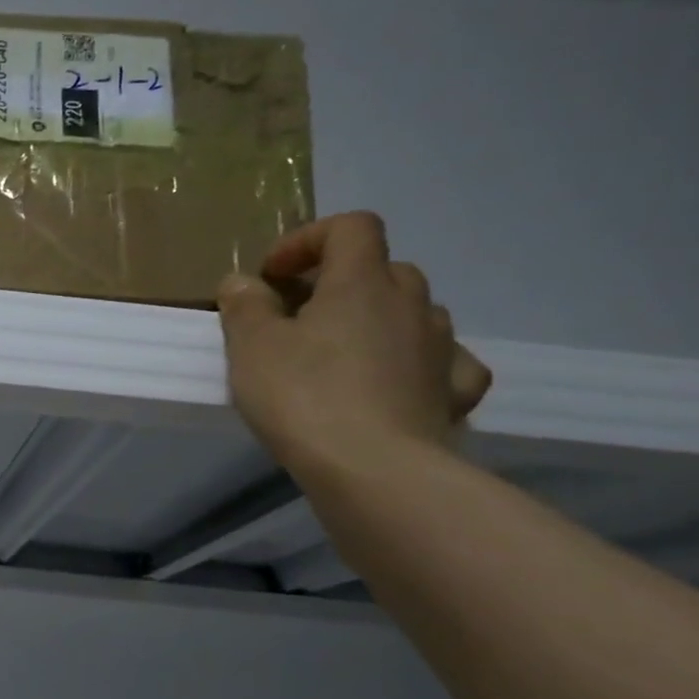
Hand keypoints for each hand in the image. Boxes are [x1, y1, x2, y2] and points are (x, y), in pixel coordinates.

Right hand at [217, 212, 492, 477]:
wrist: (374, 471)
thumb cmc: (303, 397)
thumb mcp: (251, 346)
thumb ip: (245, 306)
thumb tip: (244, 282)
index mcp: (362, 282)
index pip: (351, 227)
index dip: (308, 239)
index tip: (272, 275)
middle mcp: (411, 303)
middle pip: (382, 268)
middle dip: (340, 282)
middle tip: (298, 316)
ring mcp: (441, 348)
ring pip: (413, 312)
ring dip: (378, 319)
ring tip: (341, 352)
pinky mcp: (454, 393)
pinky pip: (444, 362)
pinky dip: (420, 363)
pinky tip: (400, 382)